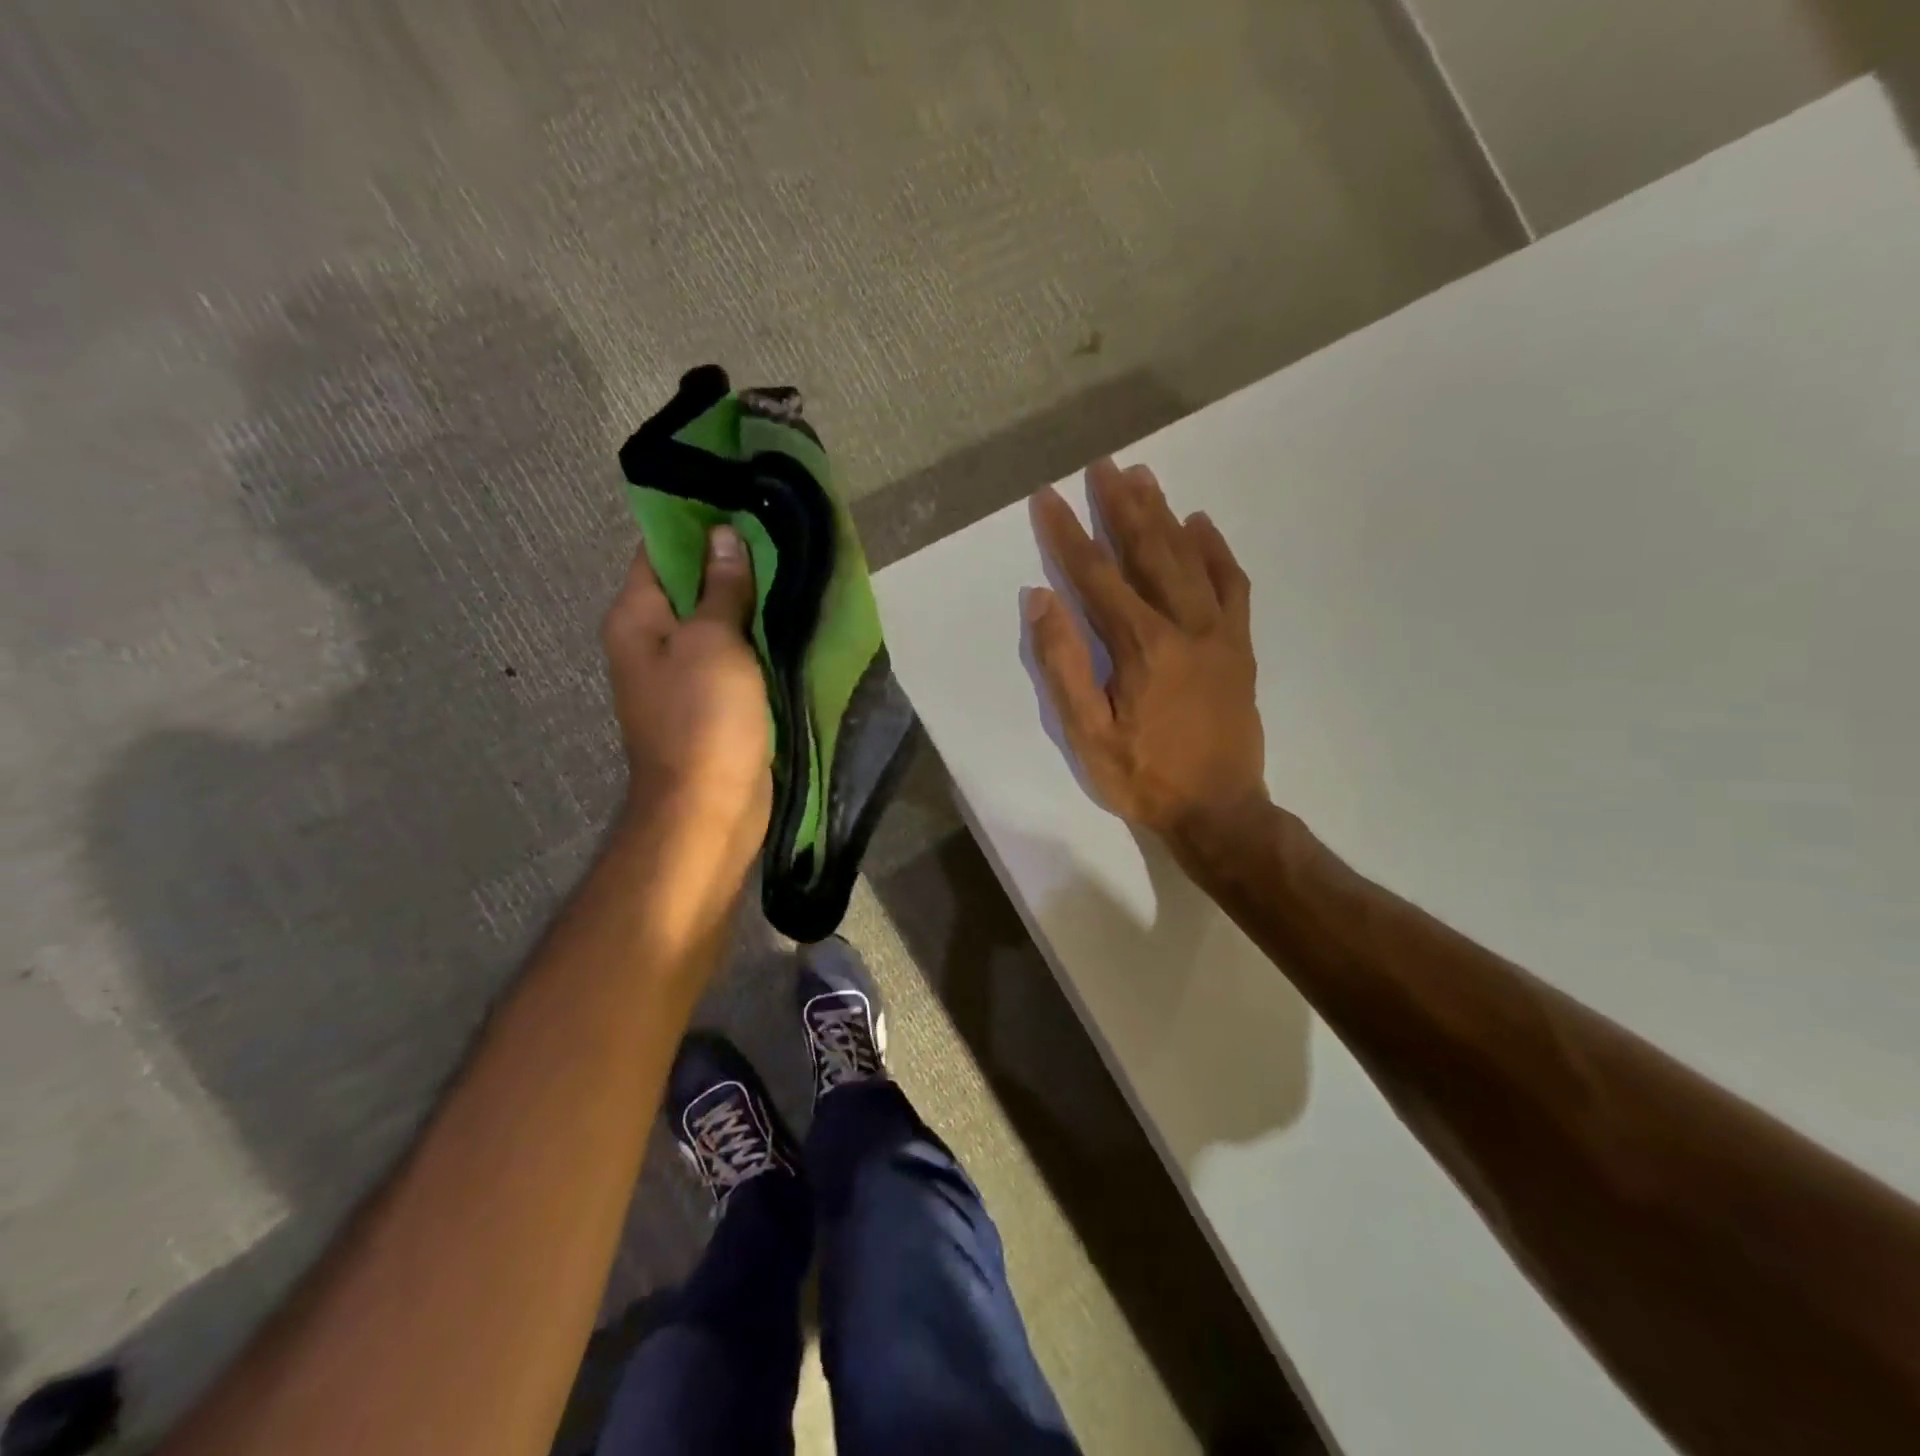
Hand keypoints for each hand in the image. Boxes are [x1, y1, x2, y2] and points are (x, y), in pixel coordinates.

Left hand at [601, 525, 771, 887]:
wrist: (709, 809)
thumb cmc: (704, 720)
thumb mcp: (713, 643)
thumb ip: (721, 589)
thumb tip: (722, 536)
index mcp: (637, 617)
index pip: (659, 549)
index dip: (698, 522)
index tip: (742, 499)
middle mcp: (651, 640)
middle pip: (690, 584)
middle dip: (732, 561)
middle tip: (781, 532)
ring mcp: (682, 673)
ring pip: (717, 621)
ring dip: (749, 601)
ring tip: (794, 567)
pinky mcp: (712, 701)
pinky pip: (734, 655)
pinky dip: (757, 638)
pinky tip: (790, 619)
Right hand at [1027, 459, 1266, 851]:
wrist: (1220, 810)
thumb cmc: (1143, 777)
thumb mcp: (1087, 734)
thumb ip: (1063, 665)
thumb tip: (1042, 599)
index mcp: (1142, 646)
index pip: (1096, 575)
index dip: (1067, 533)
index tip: (1047, 497)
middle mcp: (1185, 625)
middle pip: (1149, 551)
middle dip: (1121, 506)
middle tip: (1103, 466)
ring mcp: (1220, 632)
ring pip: (1190, 558)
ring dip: (1163, 515)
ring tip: (1143, 477)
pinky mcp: (1240, 644)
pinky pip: (1232, 583)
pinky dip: (1215, 550)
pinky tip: (1200, 524)